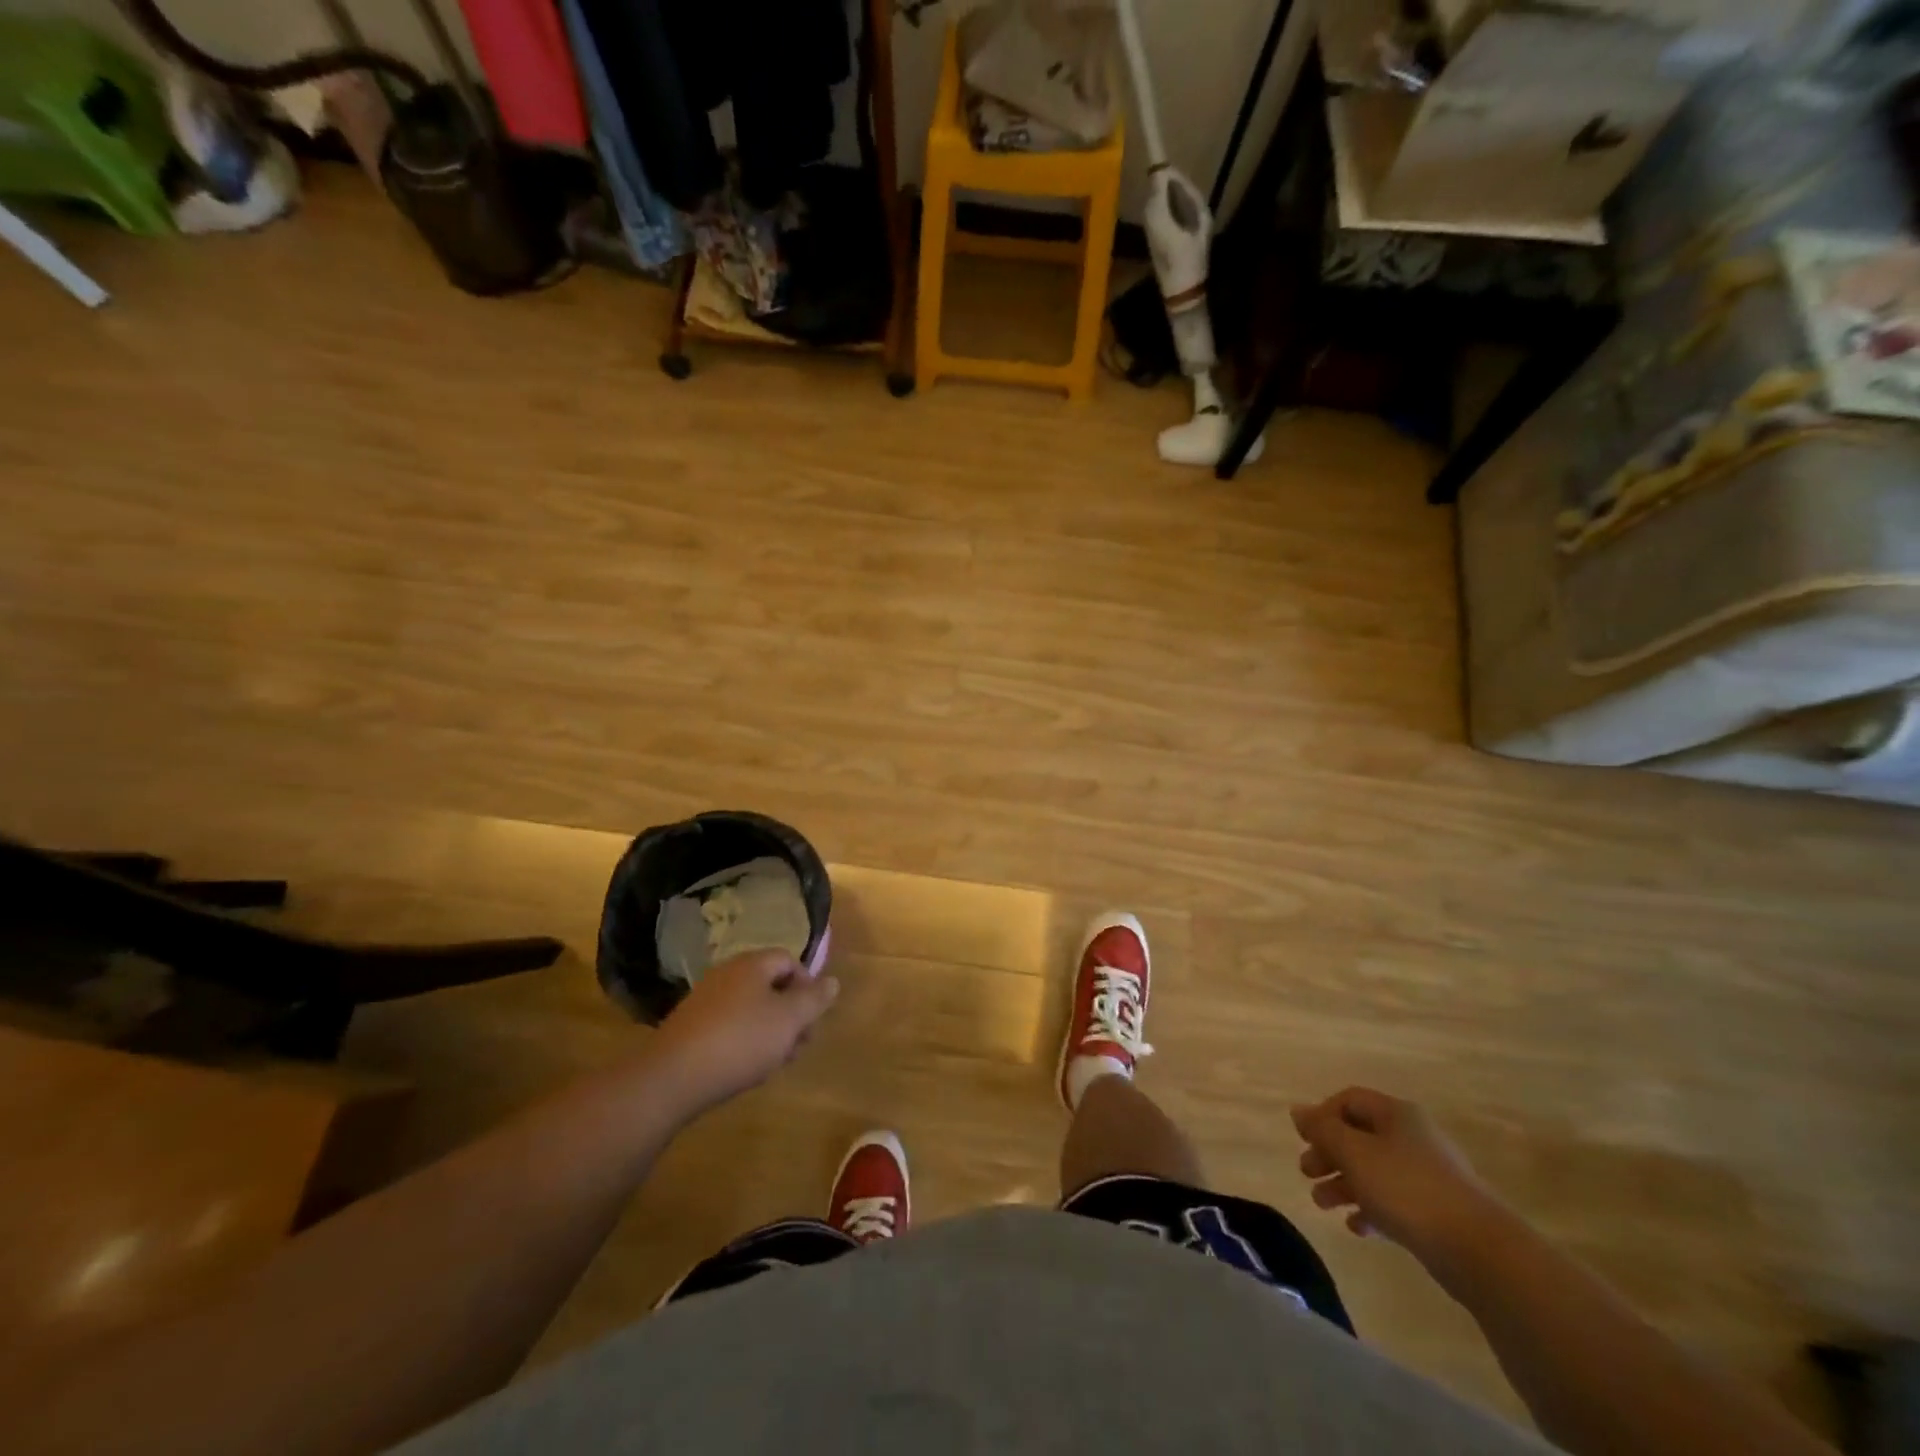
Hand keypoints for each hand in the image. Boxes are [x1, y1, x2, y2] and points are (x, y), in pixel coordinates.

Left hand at [650, 949, 839, 1115]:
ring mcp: (706, 1000)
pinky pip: (729, 1024)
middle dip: (790, 1012)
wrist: (672, 1077)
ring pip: (751, 1007)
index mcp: (752, 964)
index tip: (812, 1017)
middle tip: (799, 1044)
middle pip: (770, 984)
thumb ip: (814, 999)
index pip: (789, 960)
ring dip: (770, 1030)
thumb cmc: (741, 1040)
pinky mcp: (691, 1026)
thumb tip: (832, 981)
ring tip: (775, 1061)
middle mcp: (728, 974)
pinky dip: (744, 1040)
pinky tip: (746, 1066)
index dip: (807, 985)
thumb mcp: (789, 1020)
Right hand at [1291, 1087, 1504, 1275]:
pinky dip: (1372, 1208)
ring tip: (1323, 1205)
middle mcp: (1413, 1137)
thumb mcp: (1353, 1153)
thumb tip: (1298, 1111)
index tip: (1305, 1141)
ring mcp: (1429, 1175)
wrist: (1480, 1251)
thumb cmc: (1407, 1189)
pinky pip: (1395, 1201)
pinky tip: (1358, 1227)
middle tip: (1307, 1173)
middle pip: (1359, 1136)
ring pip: (1374, 1170)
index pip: (1349, 1100)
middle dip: (1329, 1154)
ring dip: (1344, 1184)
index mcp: (1396, 1114)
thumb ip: (1322, 1130)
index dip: (1322, 1115)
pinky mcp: (1438, 1211)